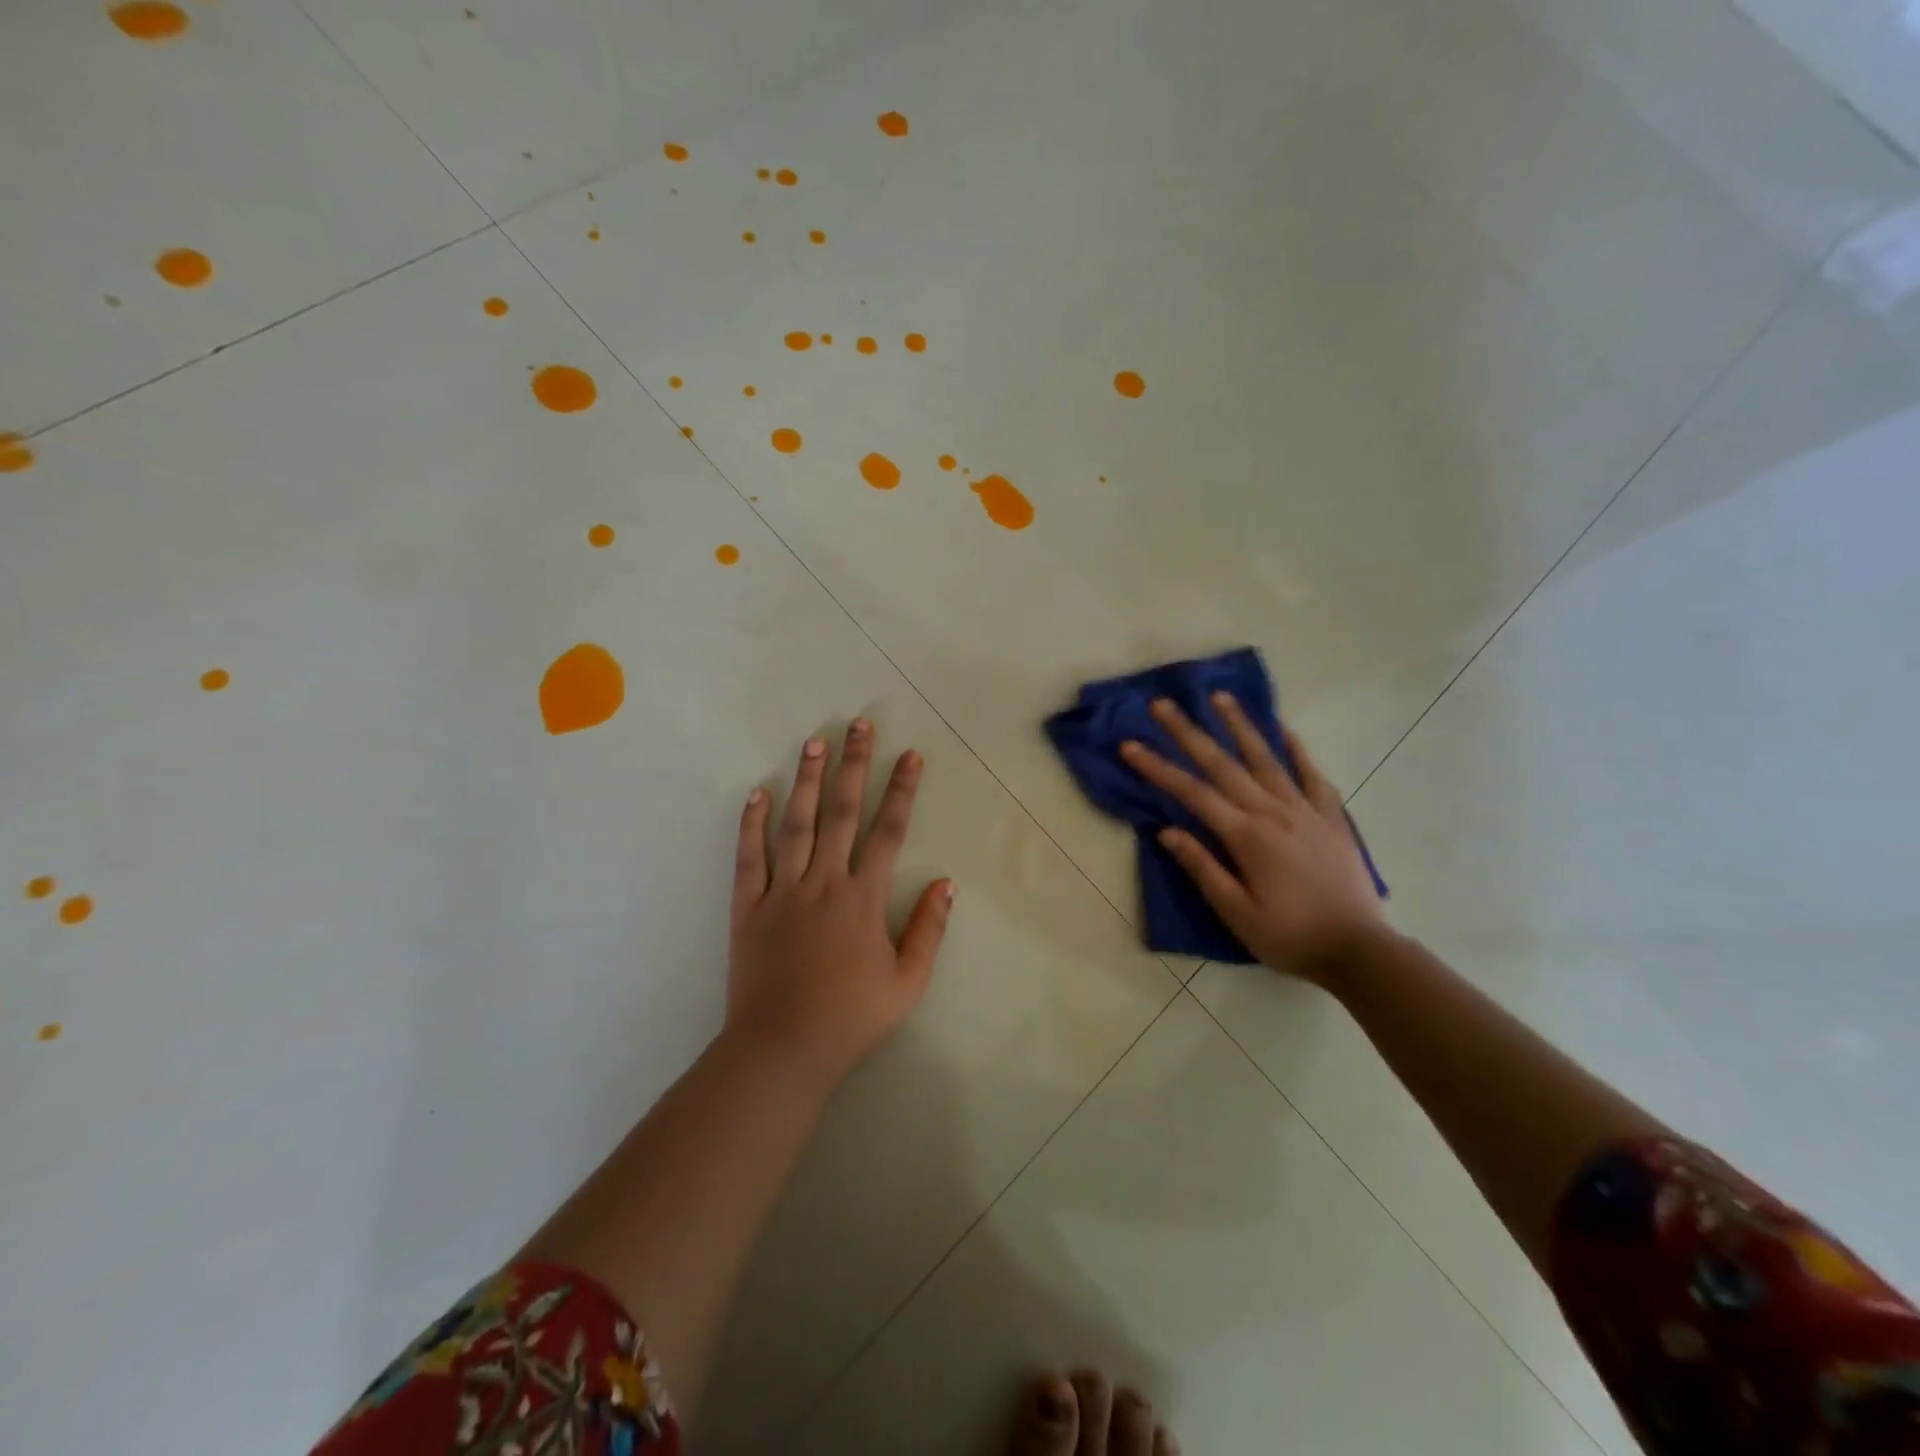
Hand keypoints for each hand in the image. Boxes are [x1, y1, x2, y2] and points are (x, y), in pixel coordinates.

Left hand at [727, 718, 953, 1091]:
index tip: (910, 755)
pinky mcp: (748, 907)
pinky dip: (752, 824)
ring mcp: (782, 891)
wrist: (782, 1050)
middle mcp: (823, 882)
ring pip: (795, 824)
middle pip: (840, 812)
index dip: (901, 790)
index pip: (887, 831)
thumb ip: (929, 930)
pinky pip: (749, 858)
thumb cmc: (850, 1019)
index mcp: (863, 898)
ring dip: (806, 780)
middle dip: (852, 765)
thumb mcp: (908, 983)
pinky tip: (758, 793)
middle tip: (858, 724)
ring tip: (813, 741)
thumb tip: (946, 883)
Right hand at [1121, 693, 1384, 980]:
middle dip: (1189, 733)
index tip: (1130, 745)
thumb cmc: (1289, 937)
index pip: (1192, 793)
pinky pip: (1311, 775)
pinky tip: (1284, 729)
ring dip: (1240, 725)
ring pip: (1266, 758)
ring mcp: (1305, 810)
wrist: (1359, 950)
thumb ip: (1203, 868)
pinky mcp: (1331, 818)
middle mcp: (1273, 812)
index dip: (1158, 768)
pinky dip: (1296, 750)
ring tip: (1220, 697)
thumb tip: (1167, 831)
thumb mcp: (1237, 914)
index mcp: (1247, 836)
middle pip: (1223, 764)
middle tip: (1163, 704)